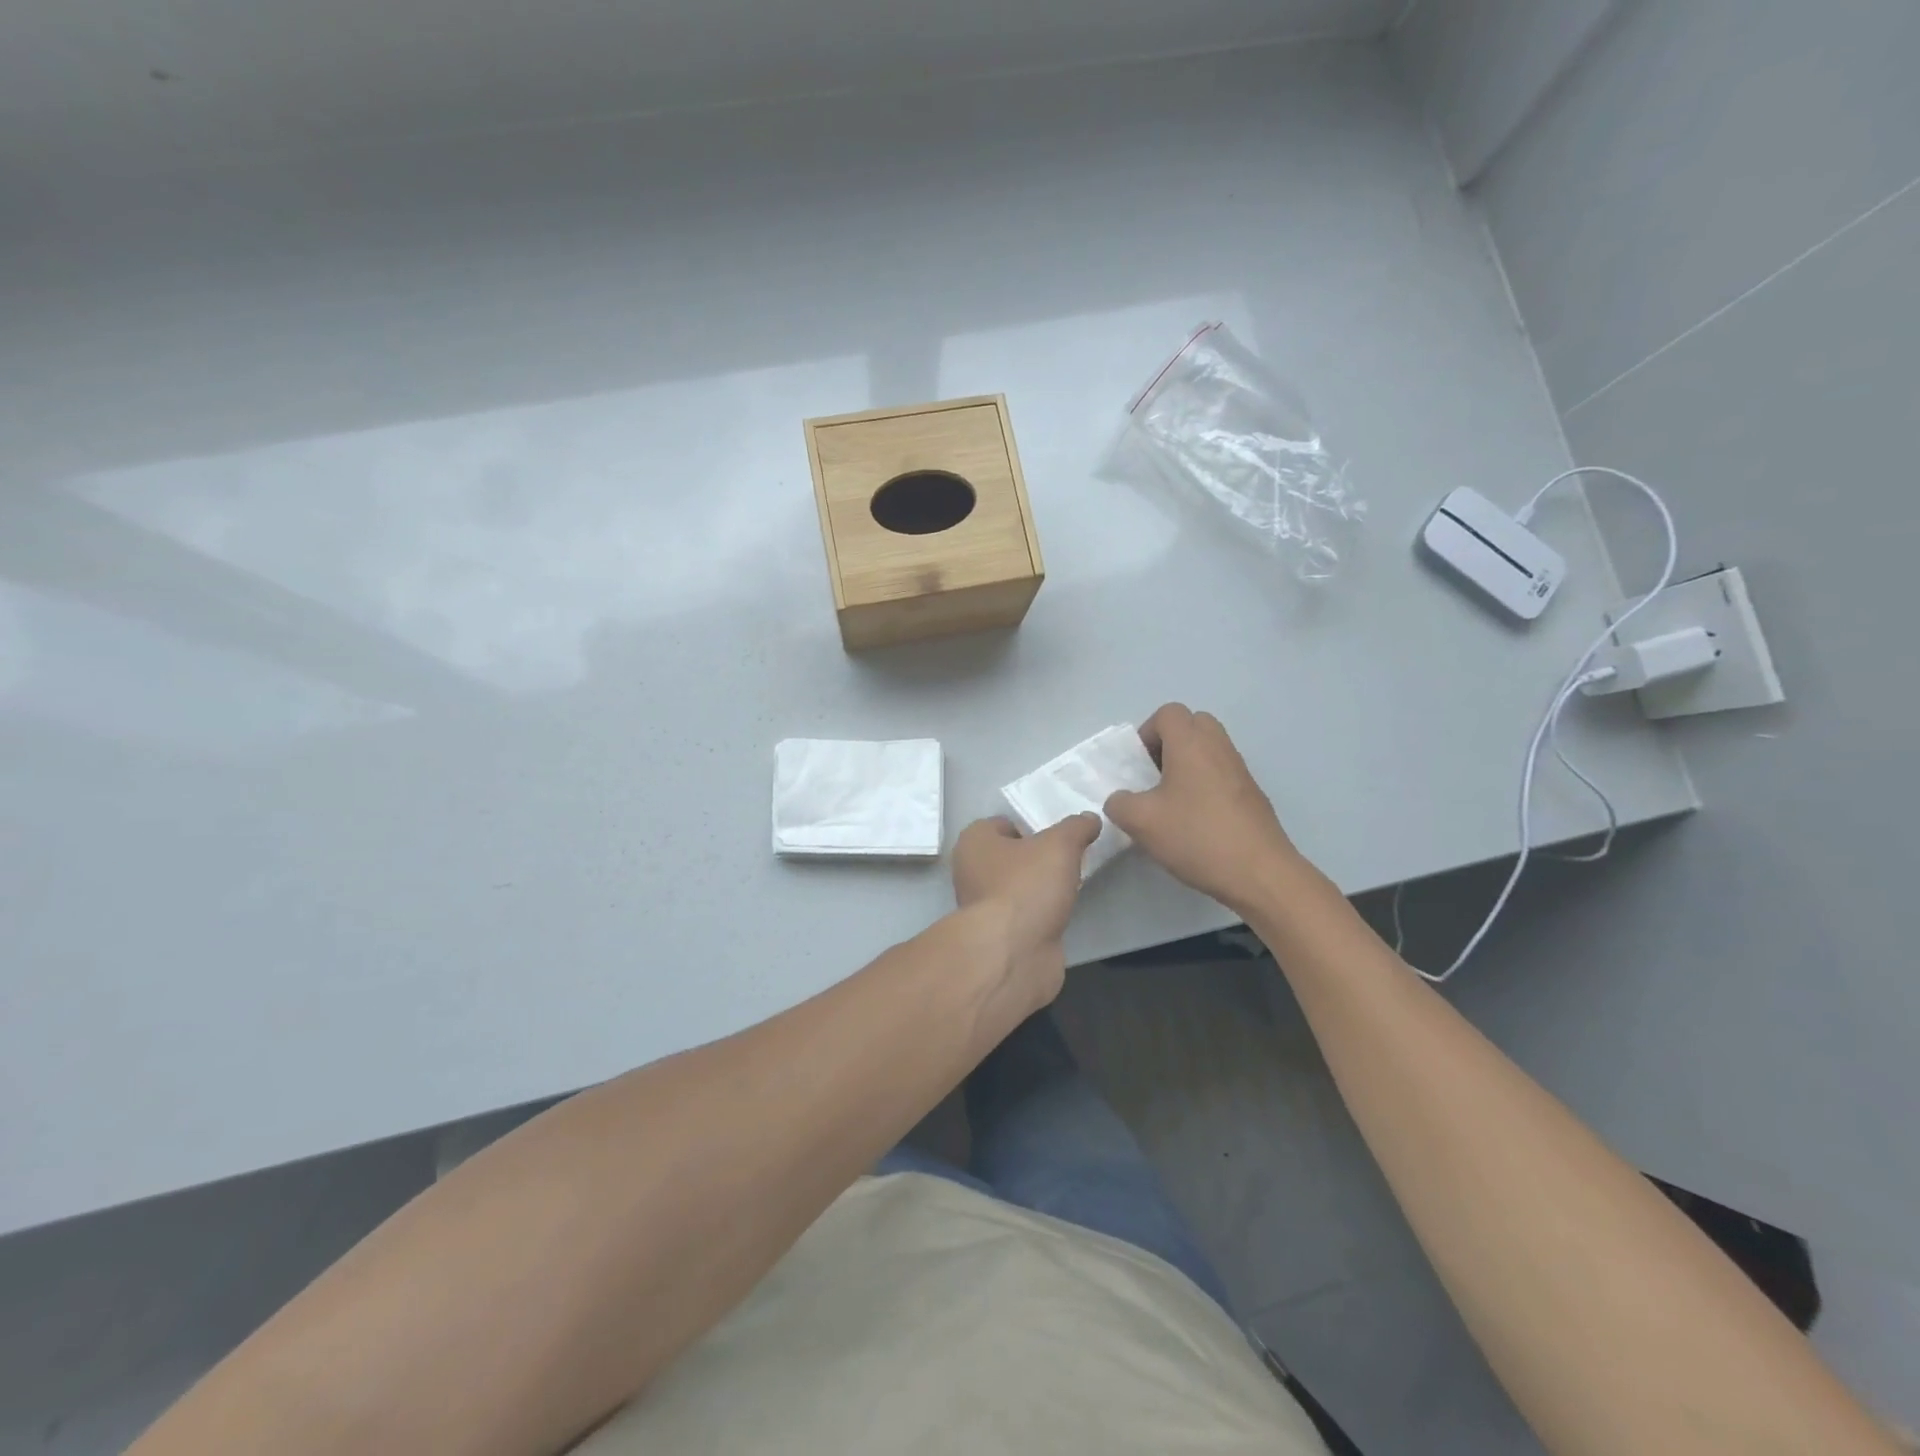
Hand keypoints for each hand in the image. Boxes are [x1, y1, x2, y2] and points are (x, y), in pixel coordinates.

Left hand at [951, 813, 1099, 1002]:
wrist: (1014, 953)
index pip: (1003, 824)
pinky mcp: (999, 936)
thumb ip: (1076, 827)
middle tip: (1069, 858)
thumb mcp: (1060, 844)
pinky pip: (1024, 914)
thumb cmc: (1027, 885)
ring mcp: (983, 907)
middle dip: (1038, 858)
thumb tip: (1090, 819)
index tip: (1059, 835)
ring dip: (1040, 888)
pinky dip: (1041, 913)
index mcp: (974, 842)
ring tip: (1071, 884)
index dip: (1031, 825)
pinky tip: (1061, 912)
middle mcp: (971, 872)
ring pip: (1018, 887)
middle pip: (1011, 856)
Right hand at [1104, 703, 1298, 915]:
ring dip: (1187, 765)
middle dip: (1169, 744)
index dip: (1147, 733)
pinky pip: (1222, 773)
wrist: (1259, 872)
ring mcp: (1240, 770)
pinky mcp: (1252, 794)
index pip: (1168, 713)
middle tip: (1155, 776)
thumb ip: (1119, 804)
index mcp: (1191, 744)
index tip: (1139, 765)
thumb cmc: (1196, 836)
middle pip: (1193, 724)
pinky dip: (1205, 784)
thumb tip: (1120, 800)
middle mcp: (1219, 747)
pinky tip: (1195, 821)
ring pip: (1209, 749)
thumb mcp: (1141, 822)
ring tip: (1172, 802)